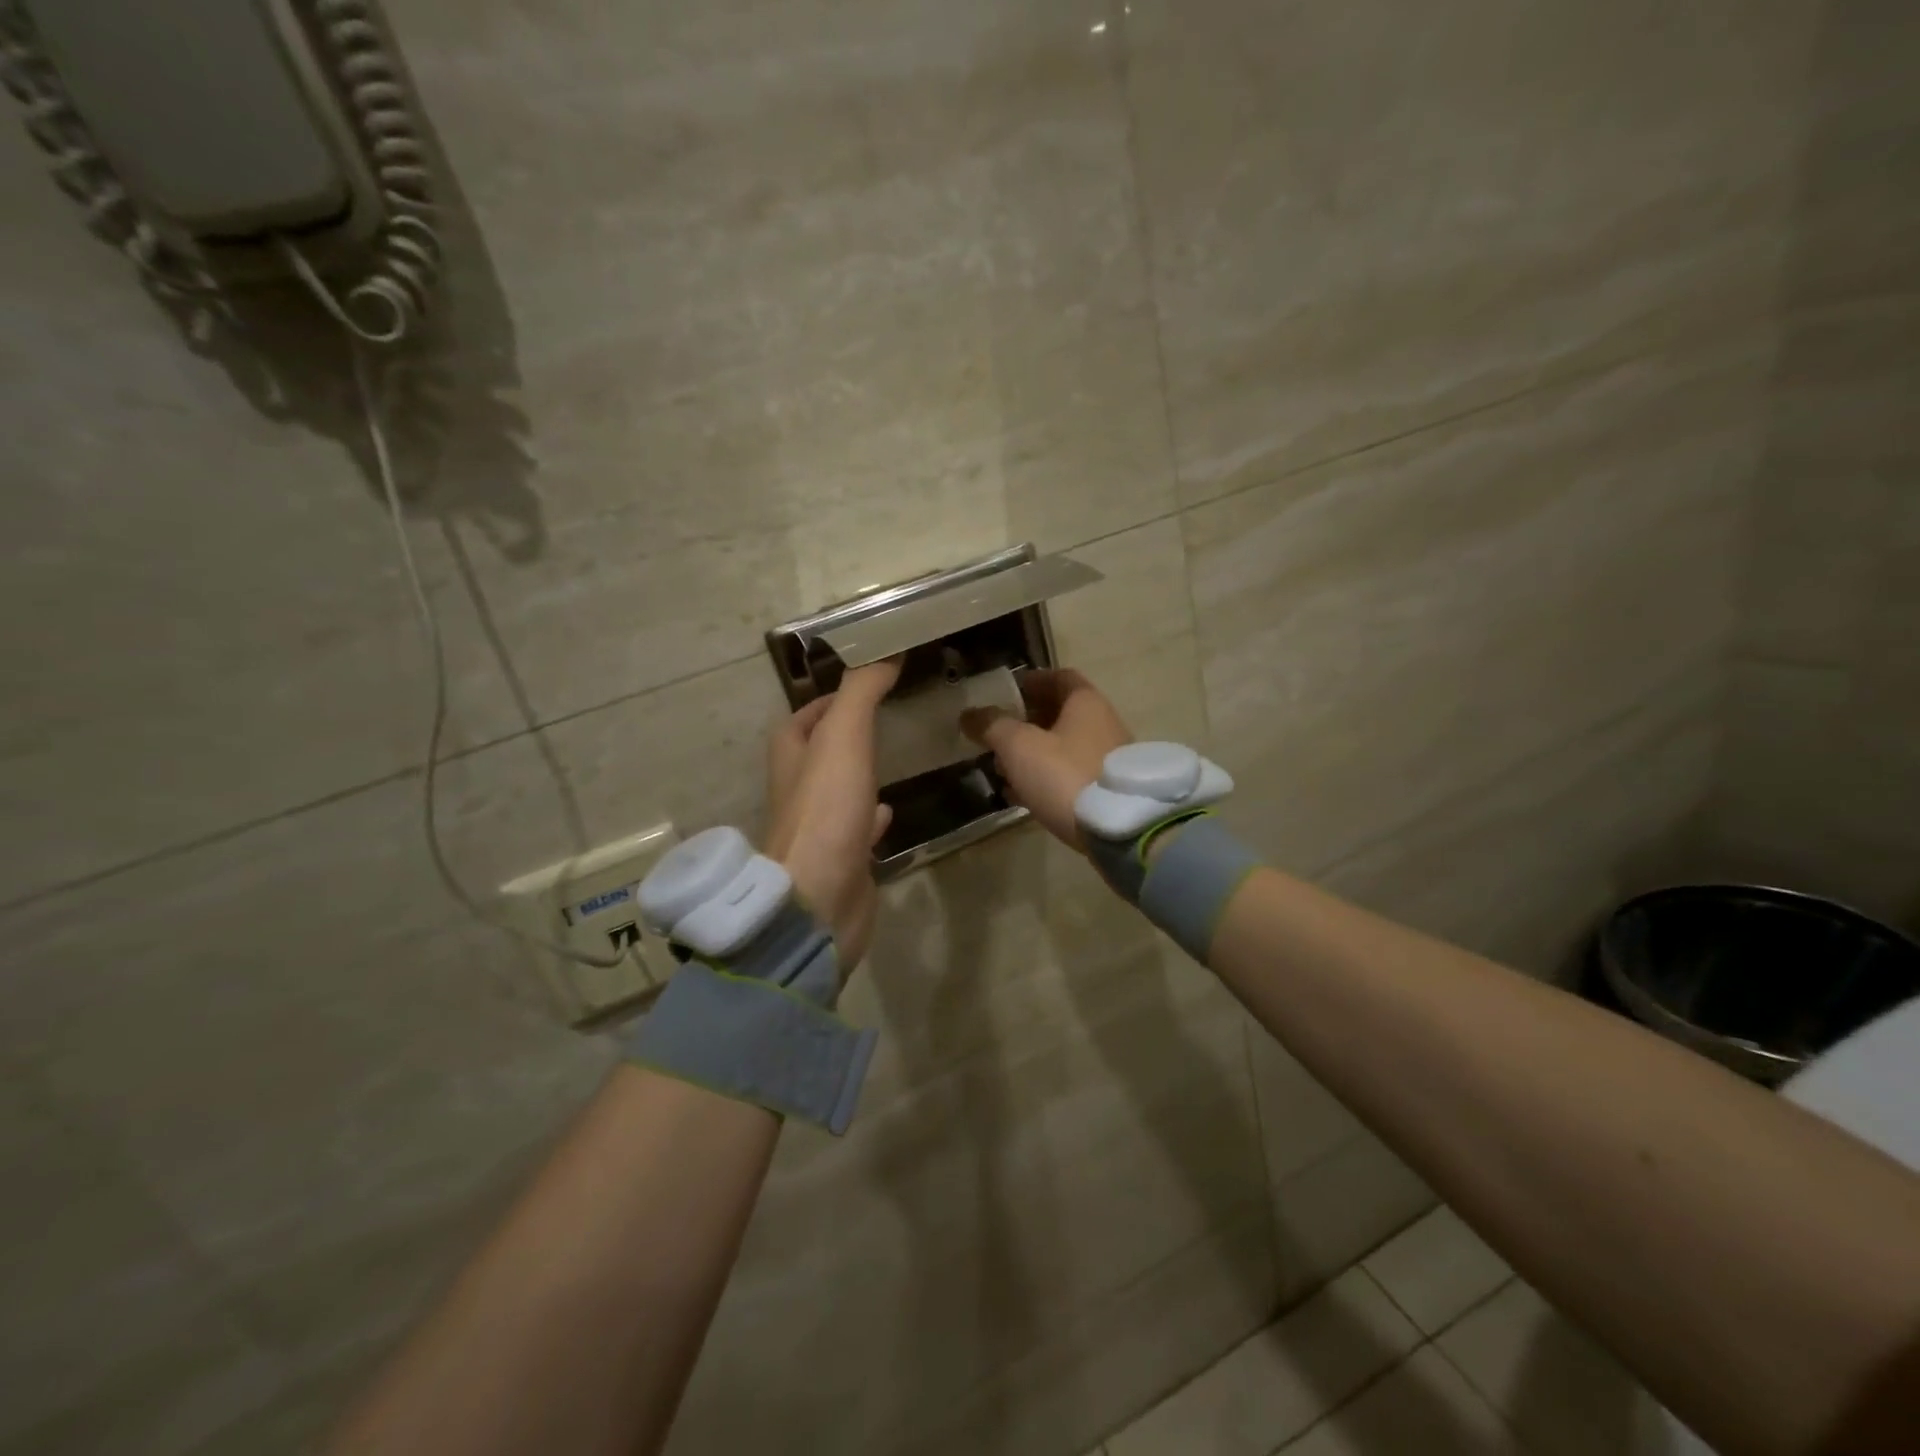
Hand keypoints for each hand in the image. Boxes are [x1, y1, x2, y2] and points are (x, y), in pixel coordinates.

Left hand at [763, 659, 901, 969]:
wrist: (819, 899)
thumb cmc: (826, 812)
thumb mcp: (842, 738)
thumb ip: (862, 693)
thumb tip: (885, 650)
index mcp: (791, 757)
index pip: (804, 717)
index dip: (830, 699)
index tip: (868, 684)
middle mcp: (800, 790)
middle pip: (820, 752)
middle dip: (846, 735)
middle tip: (887, 717)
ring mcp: (821, 827)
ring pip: (840, 789)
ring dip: (860, 773)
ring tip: (893, 757)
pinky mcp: (843, 858)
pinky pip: (859, 829)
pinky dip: (874, 816)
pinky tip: (893, 811)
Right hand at [960, 669, 1132, 851]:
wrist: (1118, 829)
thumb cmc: (1065, 774)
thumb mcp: (1019, 746)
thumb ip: (992, 726)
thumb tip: (969, 714)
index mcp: (1085, 703)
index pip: (1059, 677)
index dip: (1031, 681)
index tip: (1006, 693)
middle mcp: (1103, 723)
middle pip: (1060, 713)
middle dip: (1026, 721)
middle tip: (996, 733)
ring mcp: (1108, 758)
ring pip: (1064, 746)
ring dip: (1033, 752)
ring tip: (1002, 767)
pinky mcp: (1107, 790)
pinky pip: (1070, 774)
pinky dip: (1046, 777)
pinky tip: (1022, 794)